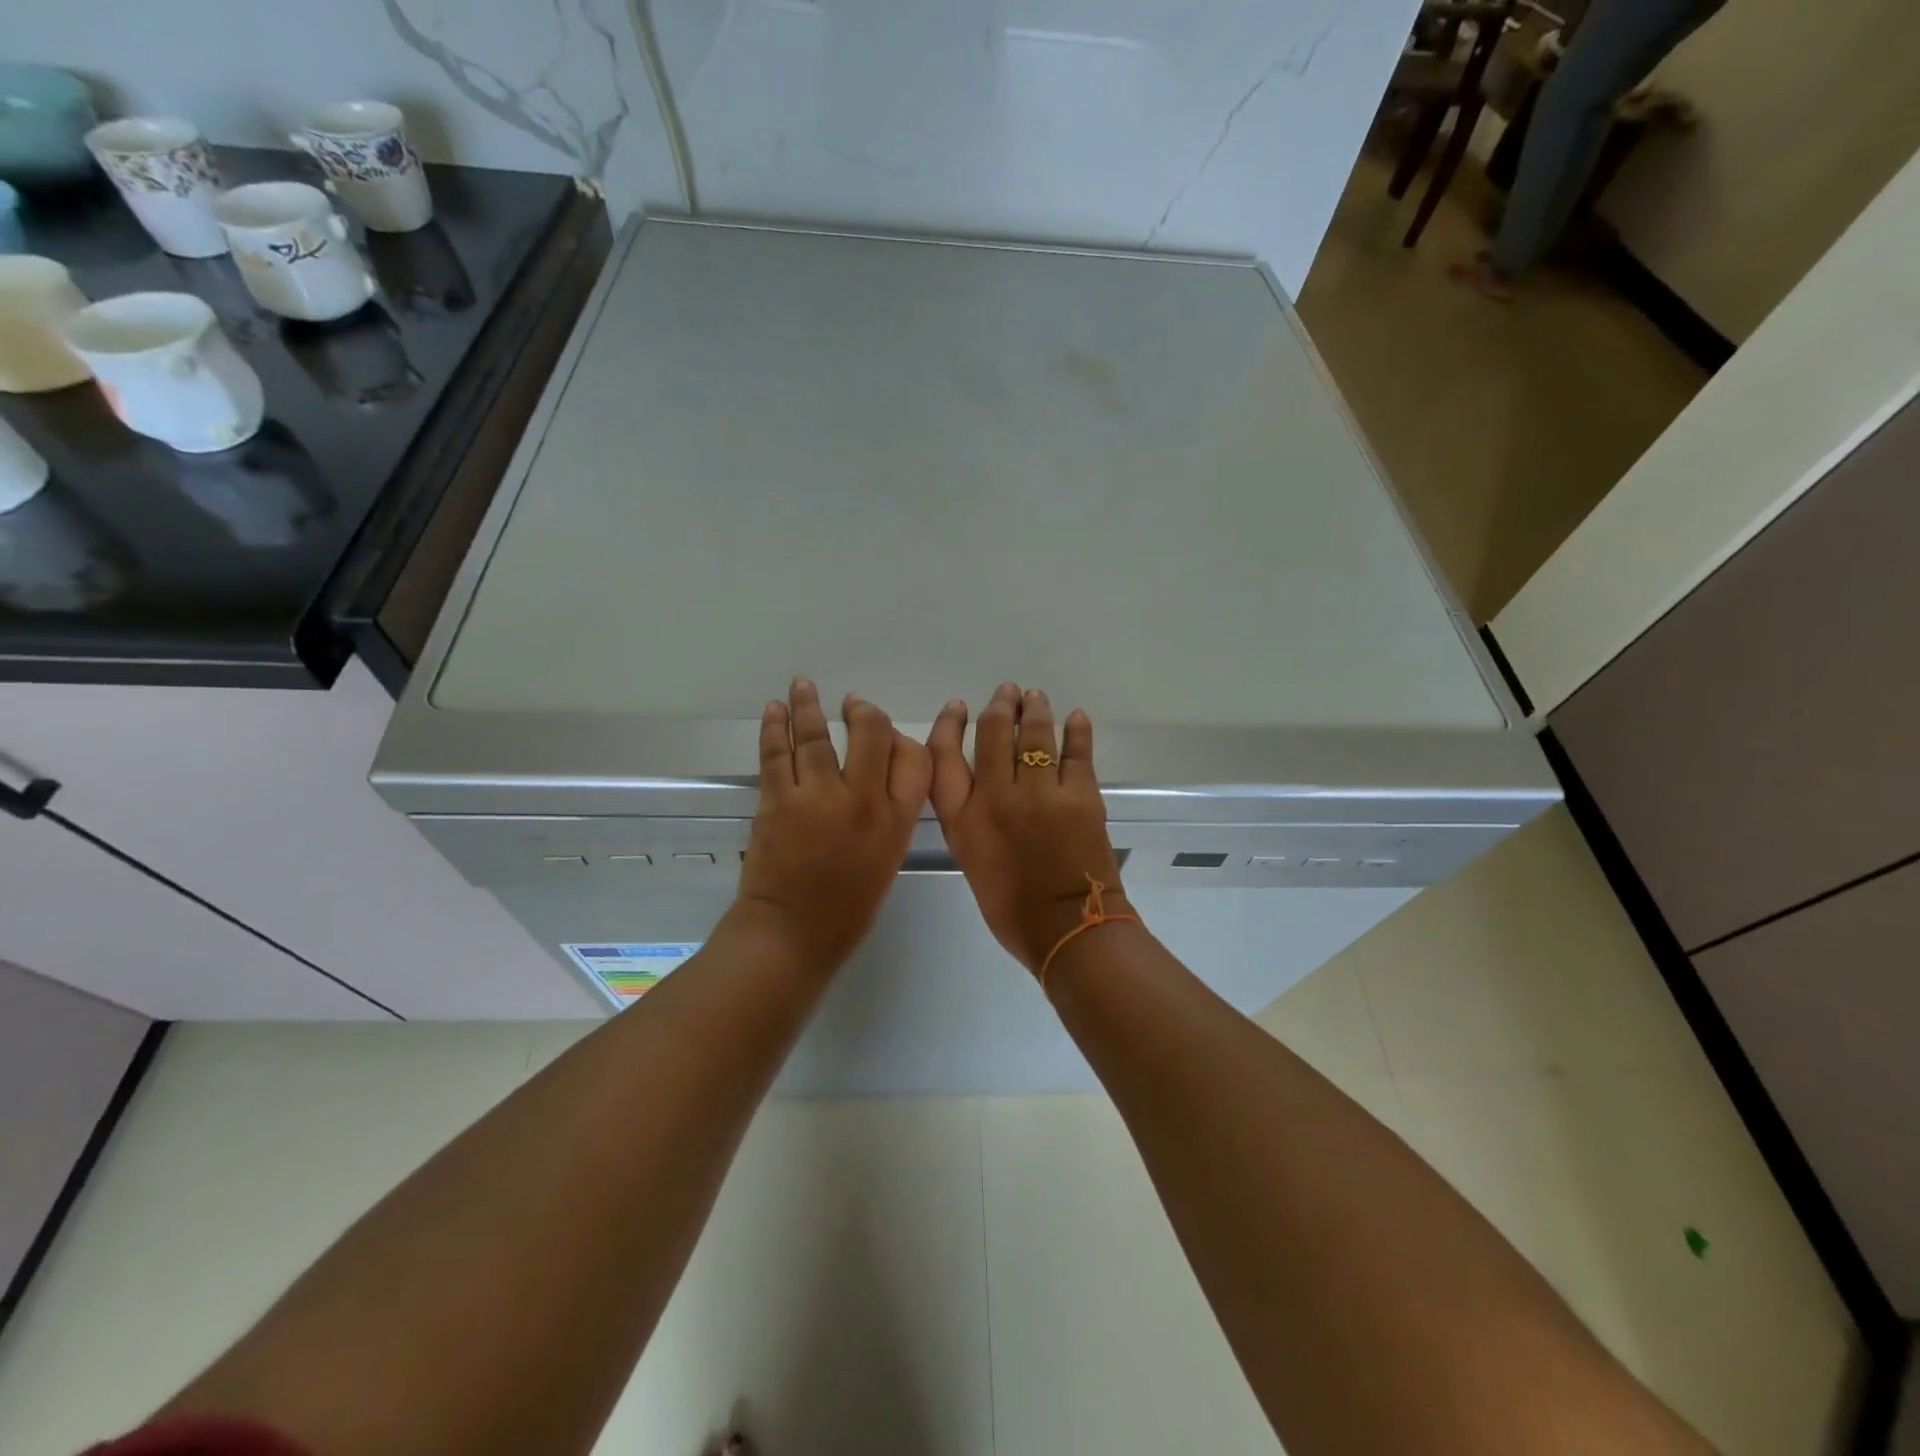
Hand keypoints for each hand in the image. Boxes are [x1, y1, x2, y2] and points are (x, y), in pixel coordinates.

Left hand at [730, 678, 930, 970]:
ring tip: (804, 685)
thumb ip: (889, 816)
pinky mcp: (778, 800)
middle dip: (862, 712)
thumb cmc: (847, 909)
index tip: (888, 732)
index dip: (902, 737)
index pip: (913, 758)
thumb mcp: (886, 859)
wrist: (793, 934)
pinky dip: (774, 727)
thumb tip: (874, 780)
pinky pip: (777, 753)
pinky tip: (775, 709)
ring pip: (817, 736)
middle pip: (870, 733)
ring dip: (809, 706)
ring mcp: (817, 796)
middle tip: (852, 704)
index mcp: (895, 820)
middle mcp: (862, 799)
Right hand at [928, 684, 1132, 973]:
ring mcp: (1042, 792)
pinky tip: (1076, 717)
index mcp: (964, 818)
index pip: (944, 755)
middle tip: (1008, 693)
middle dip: (1000, 707)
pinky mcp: (1081, 794)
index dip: (949, 725)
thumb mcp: (972, 860)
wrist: (1068, 929)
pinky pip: (1077, 751)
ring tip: (1035, 696)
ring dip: (1035, 709)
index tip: (958, 706)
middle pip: (994, 733)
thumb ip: (970, 819)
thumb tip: (983, 786)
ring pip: (1035, 734)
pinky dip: (1076, 730)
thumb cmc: (1012, 908)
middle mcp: (998, 796)